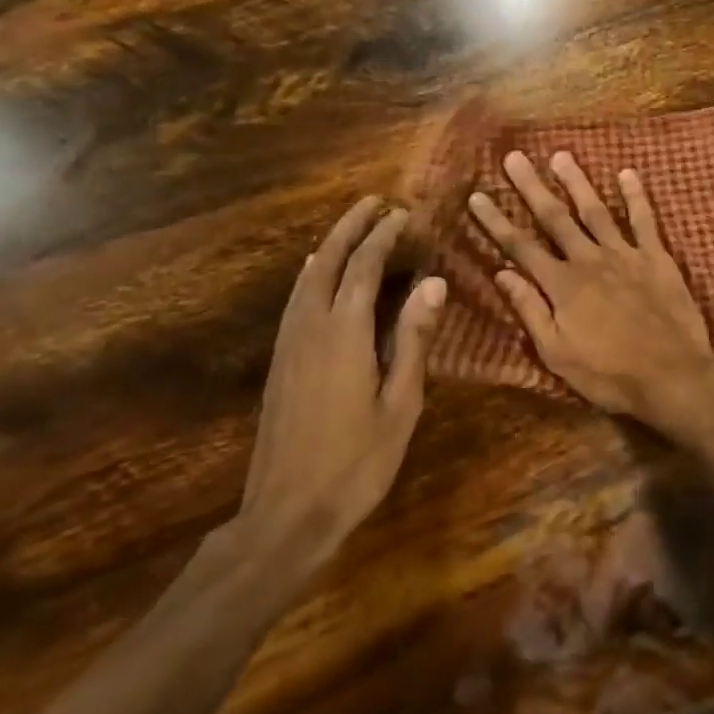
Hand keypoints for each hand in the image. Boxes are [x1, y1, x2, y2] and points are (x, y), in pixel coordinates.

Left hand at [233, 198, 444, 585]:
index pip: (364, 267)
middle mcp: (310, 326)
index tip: (403, 214)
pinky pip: (295, 299)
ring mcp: (288, 343)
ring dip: (330, 245)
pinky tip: (317, 275)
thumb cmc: (357, 462)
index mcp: (344, 333)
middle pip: (328, 261)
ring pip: (306, 278)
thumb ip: (414, 338)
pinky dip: (311, 274)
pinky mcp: (279, 361)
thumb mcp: (400, 403)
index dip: (384, 236)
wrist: (287, 512)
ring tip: (351, 227)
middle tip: (374, 202)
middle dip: (351, 227)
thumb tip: (434, 282)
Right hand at [468, 151, 713, 435]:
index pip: (520, 246)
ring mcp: (625, 255)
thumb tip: (502, 273)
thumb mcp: (557, 353)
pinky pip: (644, 221)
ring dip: (577, 182)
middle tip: (514, 157)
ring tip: (561, 155)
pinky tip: (627, 173)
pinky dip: (636, 196)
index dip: (496, 221)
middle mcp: (589, 260)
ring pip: (595, 211)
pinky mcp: (657, 258)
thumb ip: (530, 310)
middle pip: (554, 218)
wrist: (673, 375)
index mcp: (562, 285)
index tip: (476, 195)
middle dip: (531, 187)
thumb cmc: (609, 374)